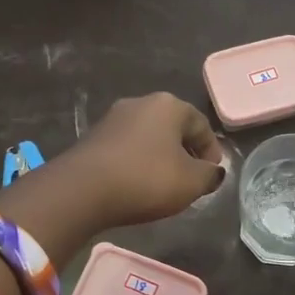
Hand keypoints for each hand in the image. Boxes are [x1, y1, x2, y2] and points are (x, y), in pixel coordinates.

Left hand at [57, 92, 225, 228]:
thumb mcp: (191, 182)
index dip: (212, 151)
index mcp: (169, 105)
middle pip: (174, 128)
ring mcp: (113, 118)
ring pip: (149, 138)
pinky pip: (127, 148)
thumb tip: (213, 172)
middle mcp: (141, 103)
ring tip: (165, 185)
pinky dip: (138, 163)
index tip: (212, 175)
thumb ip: (210, 175)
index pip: (202, 125)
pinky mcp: (93, 137)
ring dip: (161, 158)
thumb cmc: (146, 179)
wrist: (81, 190)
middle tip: (192, 179)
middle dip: (186, 152)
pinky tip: (138, 184)